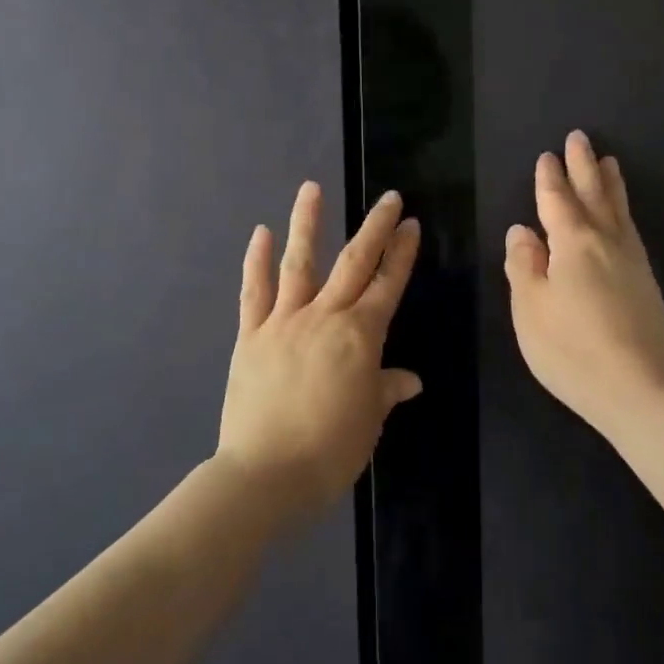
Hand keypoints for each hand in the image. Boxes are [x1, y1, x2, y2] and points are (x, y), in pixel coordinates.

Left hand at [218, 182, 422, 521]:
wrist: (264, 475)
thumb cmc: (329, 451)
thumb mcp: (369, 421)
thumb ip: (386, 390)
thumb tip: (409, 380)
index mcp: (360, 336)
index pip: (387, 285)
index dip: (402, 253)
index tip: (411, 224)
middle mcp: (324, 317)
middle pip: (354, 263)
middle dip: (375, 228)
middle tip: (389, 198)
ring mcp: (284, 322)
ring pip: (300, 263)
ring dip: (307, 223)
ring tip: (311, 188)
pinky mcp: (251, 336)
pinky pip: (254, 292)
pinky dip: (257, 260)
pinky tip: (261, 233)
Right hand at [504, 131, 663, 432]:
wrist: (641, 389)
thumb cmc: (572, 349)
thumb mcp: (530, 309)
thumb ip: (523, 266)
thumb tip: (522, 232)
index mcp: (572, 243)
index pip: (556, 201)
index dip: (550, 178)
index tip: (548, 155)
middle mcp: (606, 242)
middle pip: (593, 195)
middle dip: (583, 166)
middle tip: (580, 138)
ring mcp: (631, 261)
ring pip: (618, 210)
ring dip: (610, 183)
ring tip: (609, 162)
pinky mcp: (646, 281)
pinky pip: (631, 229)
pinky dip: (624, 211)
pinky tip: (623, 217)